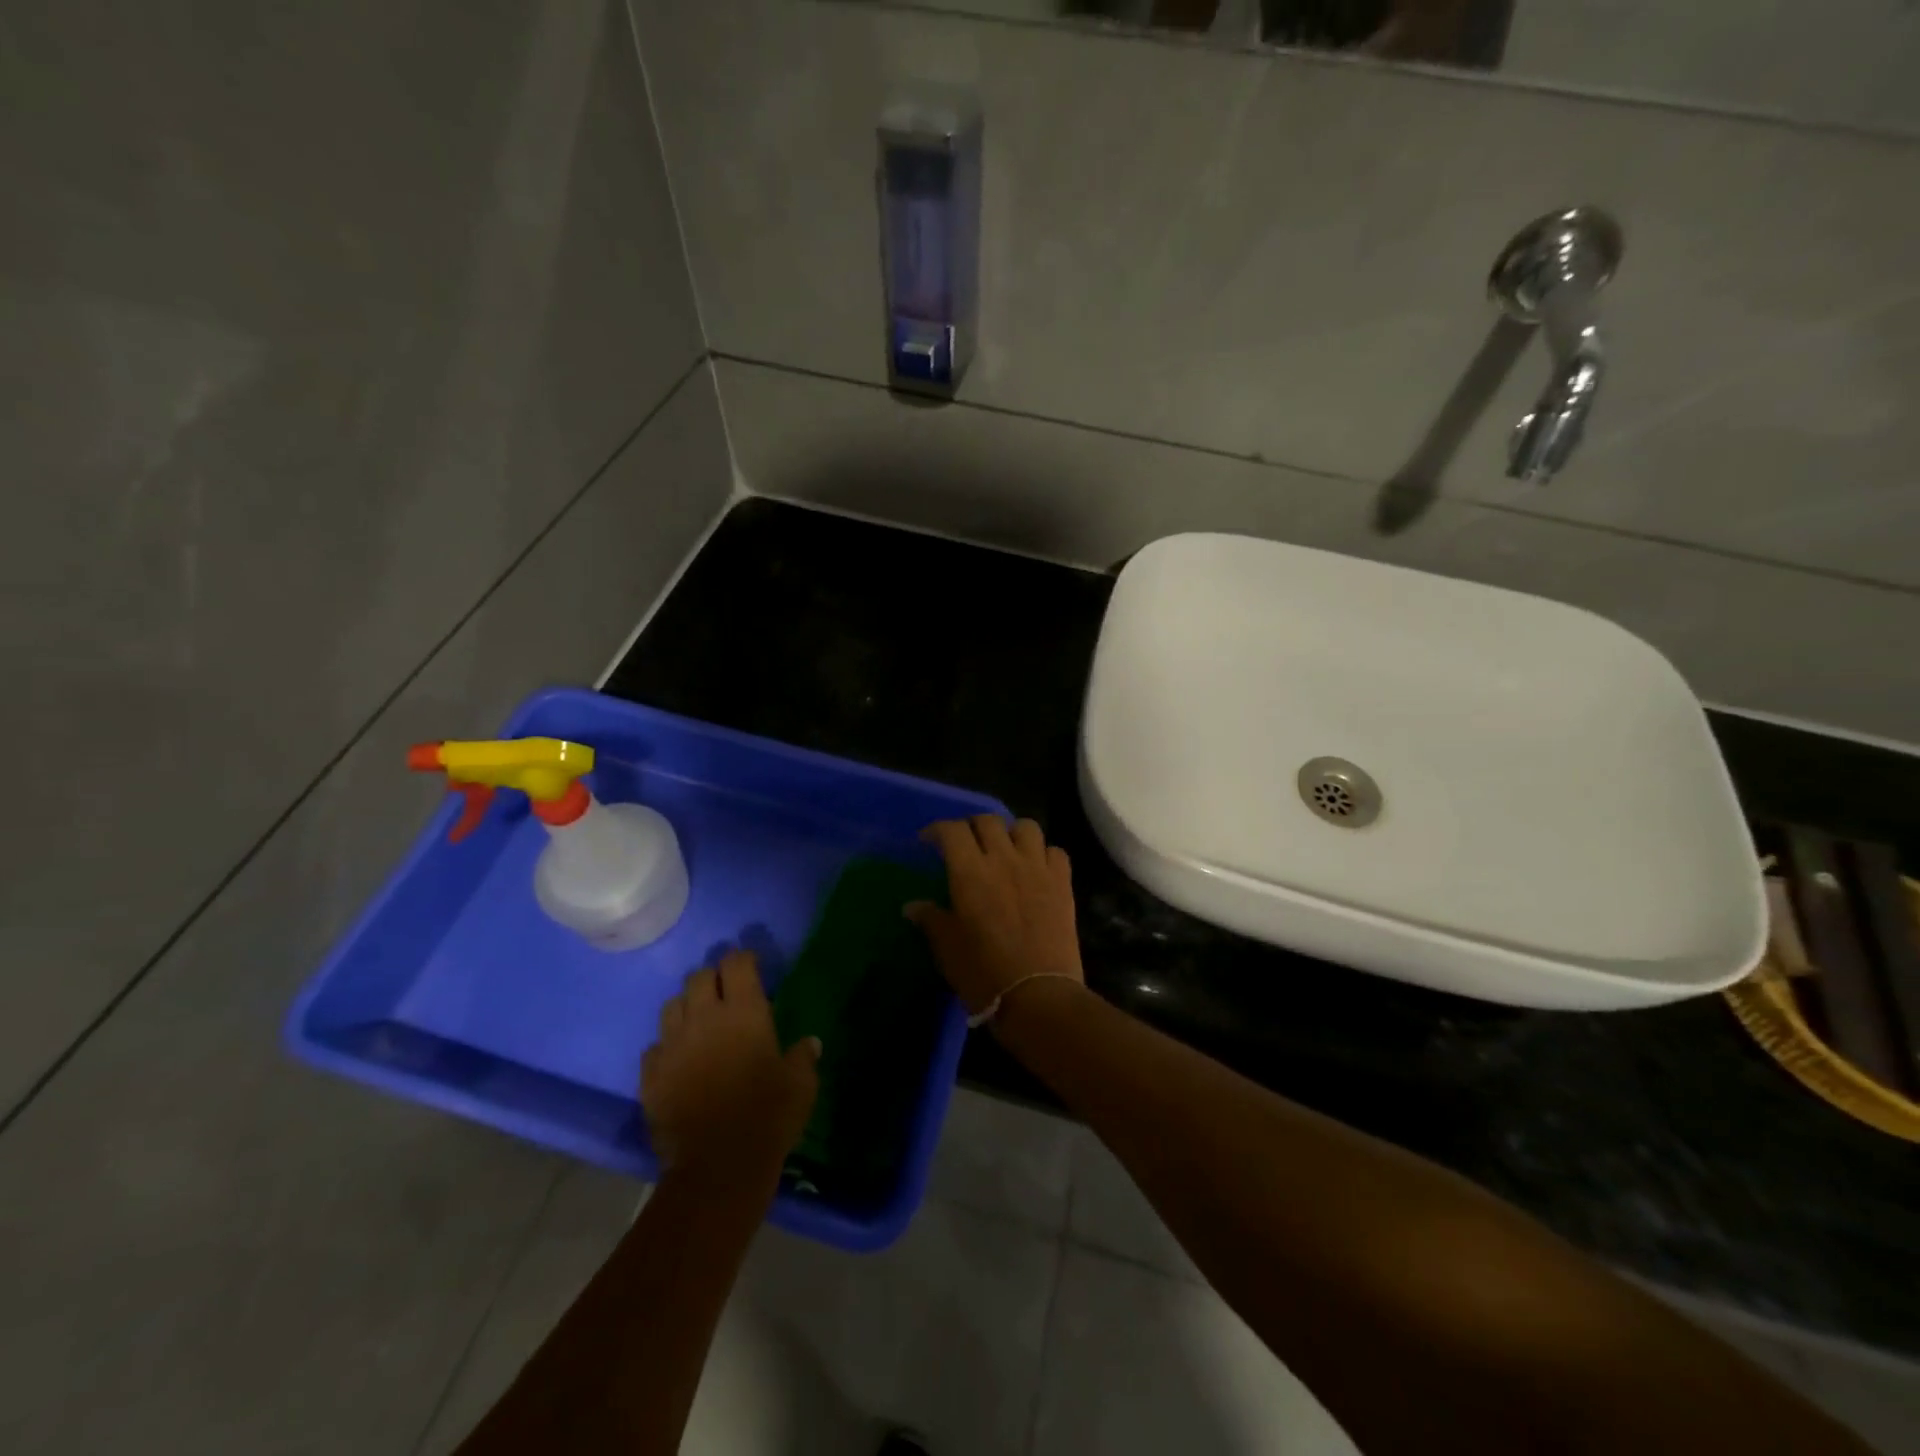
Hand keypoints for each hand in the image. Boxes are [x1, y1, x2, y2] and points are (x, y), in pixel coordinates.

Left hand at [641, 950, 819, 1188]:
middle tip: (725, 993)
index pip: (736, 963)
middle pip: (699, 977)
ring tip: (699, 1023)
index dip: (743, 959)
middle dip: (712, 978)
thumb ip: (803, 1057)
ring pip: (671, 1005)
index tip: (751, 966)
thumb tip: (809, 1043)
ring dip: (686, 1007)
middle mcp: (704, 1018)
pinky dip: (667, 1046)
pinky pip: (654, 1047)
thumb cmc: (768, 1116)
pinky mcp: (651, 1076)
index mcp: (744, 1012)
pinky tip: (679, 1060)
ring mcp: (672, 1045)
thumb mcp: (800, 1084)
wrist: (718, 1166)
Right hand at [907, 816, 1085, 1018]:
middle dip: (972, 826)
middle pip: (988, 820)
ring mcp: (1037, 868)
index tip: (928, 842)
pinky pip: (1055, 851)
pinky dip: (1043, 854)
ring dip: (1011, 833)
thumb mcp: (947, 949)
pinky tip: (1035, 869)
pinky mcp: (1063, 883)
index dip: (937, 830)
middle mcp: (1004, 859)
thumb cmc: (984, 973)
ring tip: (1004, 849)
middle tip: (965, 844)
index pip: (951, 831)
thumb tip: (913, 906)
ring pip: (1026, 826)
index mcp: (970, 872)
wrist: (1038, 996)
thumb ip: (930, 920)